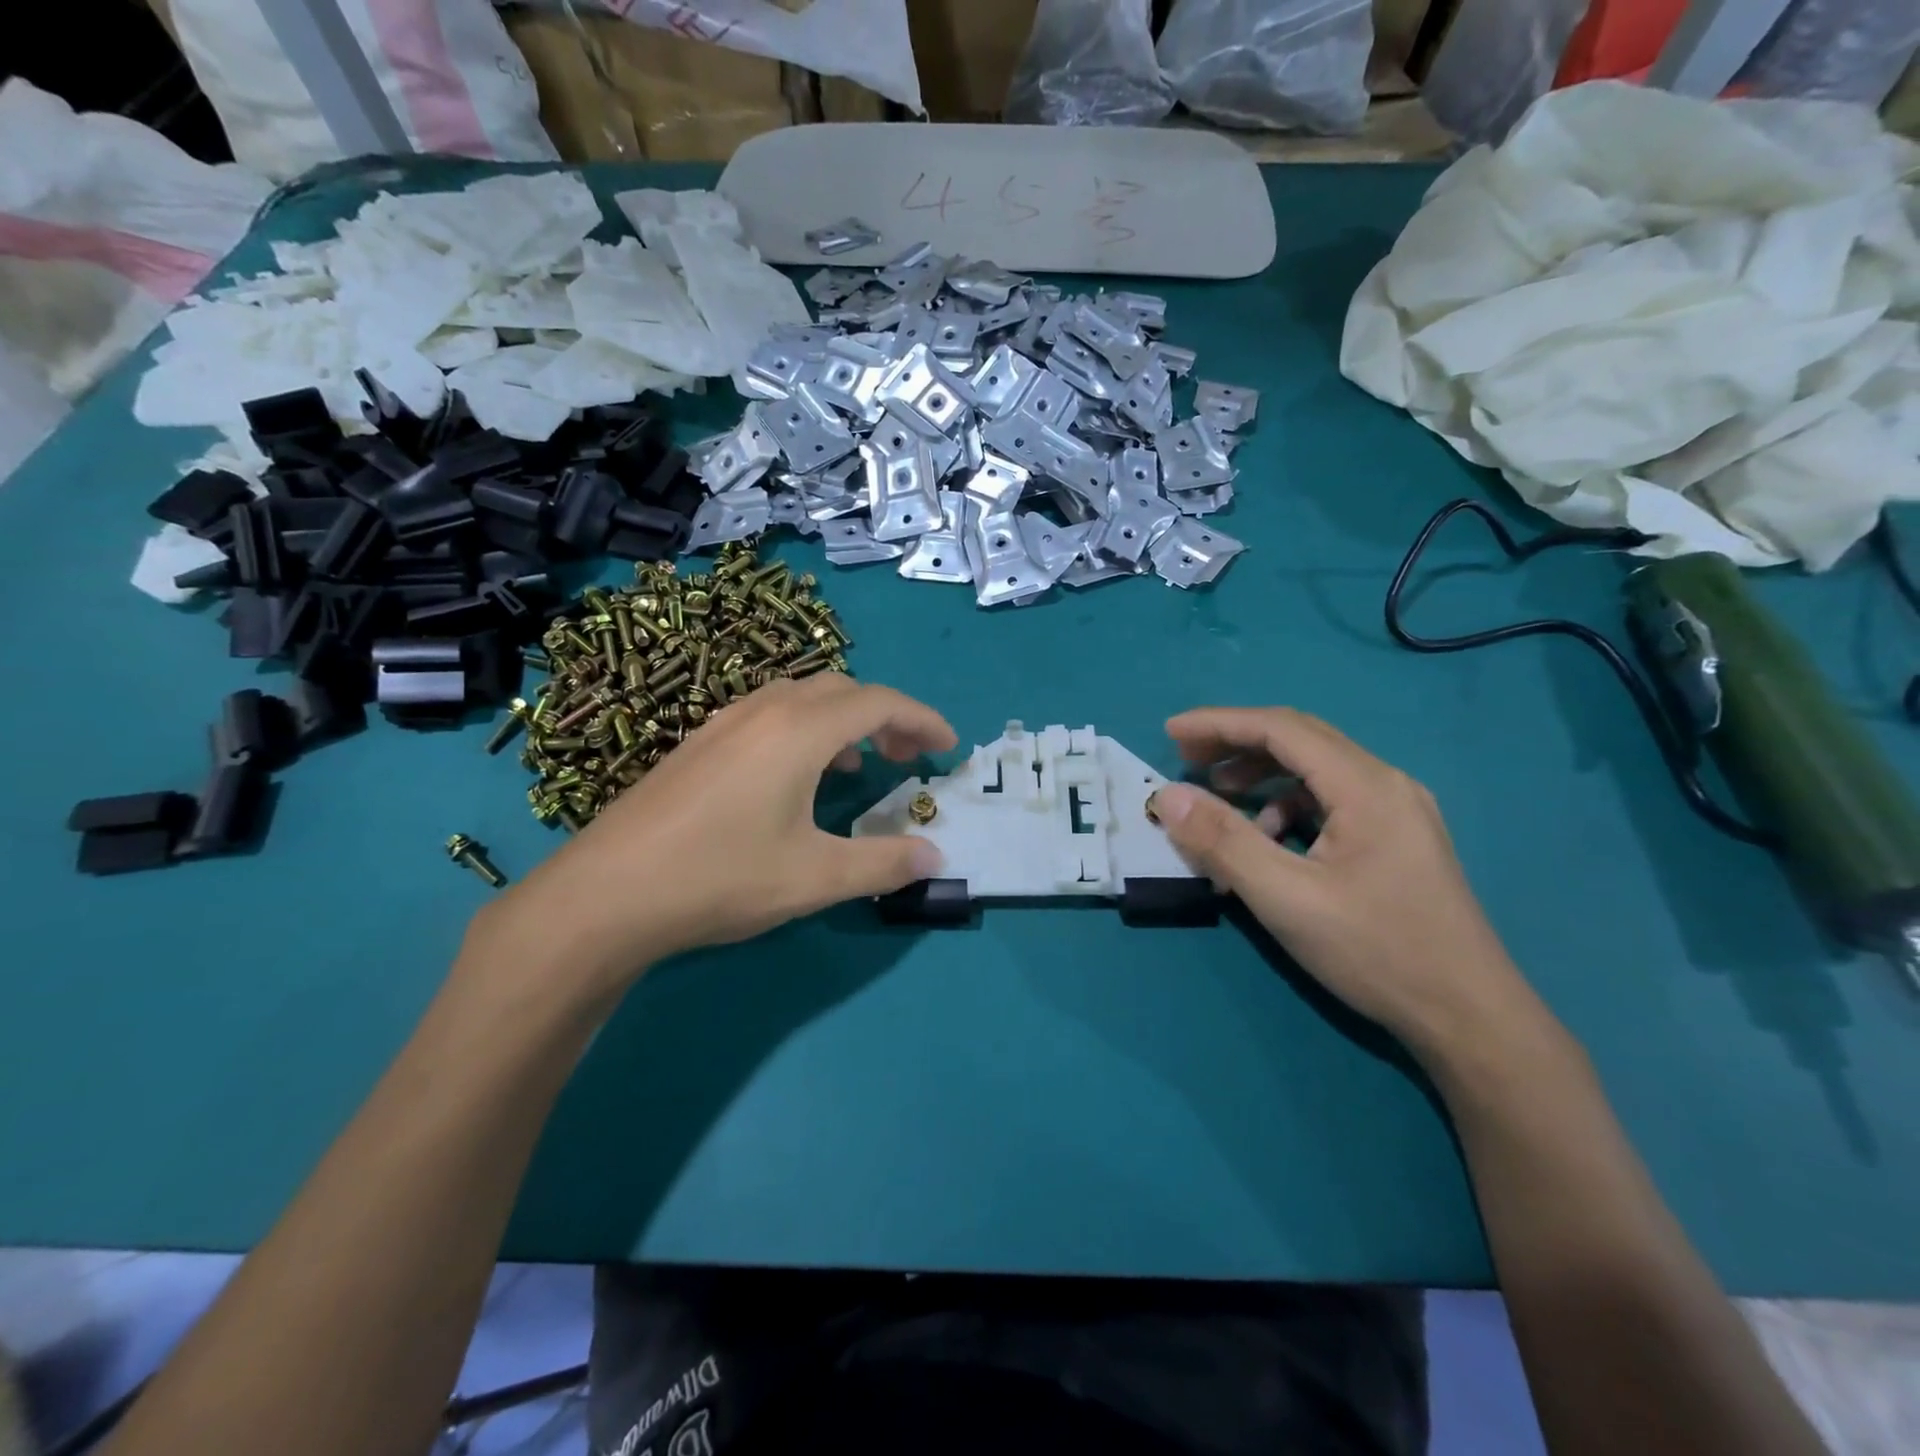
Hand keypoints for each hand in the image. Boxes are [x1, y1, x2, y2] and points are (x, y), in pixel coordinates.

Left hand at [466, 675, 953, 999]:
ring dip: (843, 721)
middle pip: (842, 690)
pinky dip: (805, 730)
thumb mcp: (815, 877)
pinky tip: (797, 777)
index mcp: (799, 730)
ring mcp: (723, 723)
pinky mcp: (698, 744)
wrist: (605, 893)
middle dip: (886, 716)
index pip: (879, 702)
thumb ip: (883, 864)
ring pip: (802, 698)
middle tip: (908, 757)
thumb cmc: (720, 878)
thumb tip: (934, 857)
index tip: (948, 747)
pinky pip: (769, 715)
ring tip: (861, 765)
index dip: (922, 719)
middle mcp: (764, 711)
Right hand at [1148, 707, 1546, 1062]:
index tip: (1169, 731)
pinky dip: (1287, 806)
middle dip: (1236, 742)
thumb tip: (1168, 796)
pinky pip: (1331, 801)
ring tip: (1218, 796)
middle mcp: (1387, 784)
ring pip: (1316, 770)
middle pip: (1300, 740)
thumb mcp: (1286, 898)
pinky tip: (1269, 840)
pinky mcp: (1397, 840)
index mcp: (1366, 786)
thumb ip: (1223, 842)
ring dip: (1261, 775)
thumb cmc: (1377, 952)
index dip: (1219, 723)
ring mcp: (1398, 812)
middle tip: (1186, 756)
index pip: (1281, 729)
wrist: (1470, 1018)